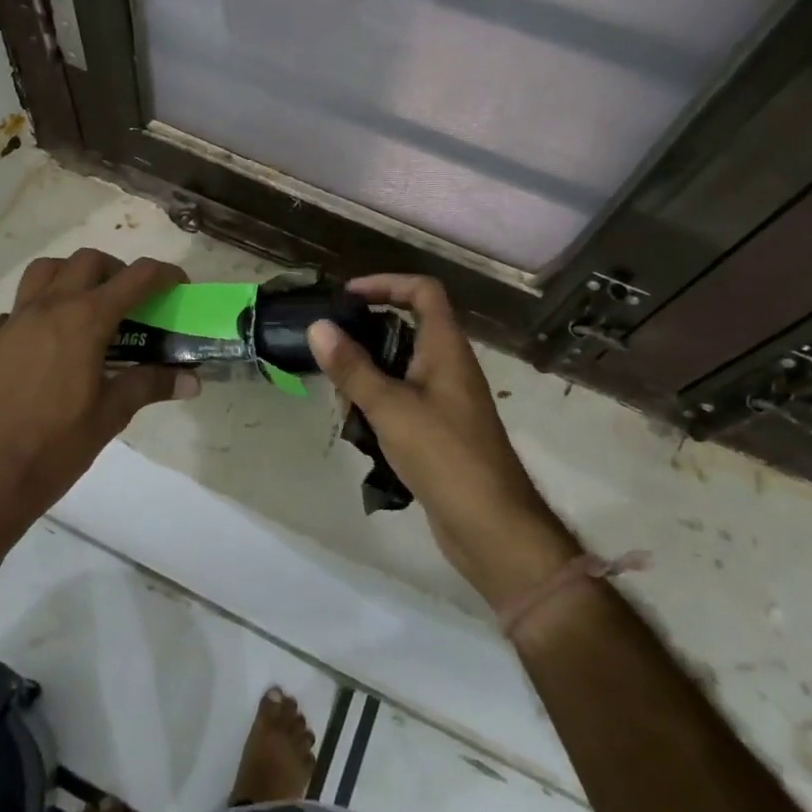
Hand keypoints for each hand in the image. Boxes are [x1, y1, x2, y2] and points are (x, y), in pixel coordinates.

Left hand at [0, 249, 194, 537]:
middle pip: (88, 260)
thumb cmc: (58, 444)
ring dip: (72, 275)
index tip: (177, 285)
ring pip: (45, 270)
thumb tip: (192, 380)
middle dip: (116, 270)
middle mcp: (49, 307)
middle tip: (129, 300)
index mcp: (85, 320)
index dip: (164, 274)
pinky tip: (46, 342)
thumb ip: (151, 384)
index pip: (136, 277)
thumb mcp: (112, 413)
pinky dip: (38, 310)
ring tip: (85, 305)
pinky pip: (18, 307)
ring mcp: (14, 320)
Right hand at [308, 276, 579, 610]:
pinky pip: (405, 399)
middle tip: (332, 344)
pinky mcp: (442, 430)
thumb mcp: (390, 407)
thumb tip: (318, 327)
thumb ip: (352, 367)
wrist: (493, 528)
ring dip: (370, 371)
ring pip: (403, 366)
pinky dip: (379, 402)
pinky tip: (356, 425)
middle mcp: (450, 366)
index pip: (423, 291)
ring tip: (337, 390)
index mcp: (446, 348)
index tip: (349, 296)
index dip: (387, 283)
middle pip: (410, 326)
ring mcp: (448, 399)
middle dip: (369, 330)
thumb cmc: (445, 456)